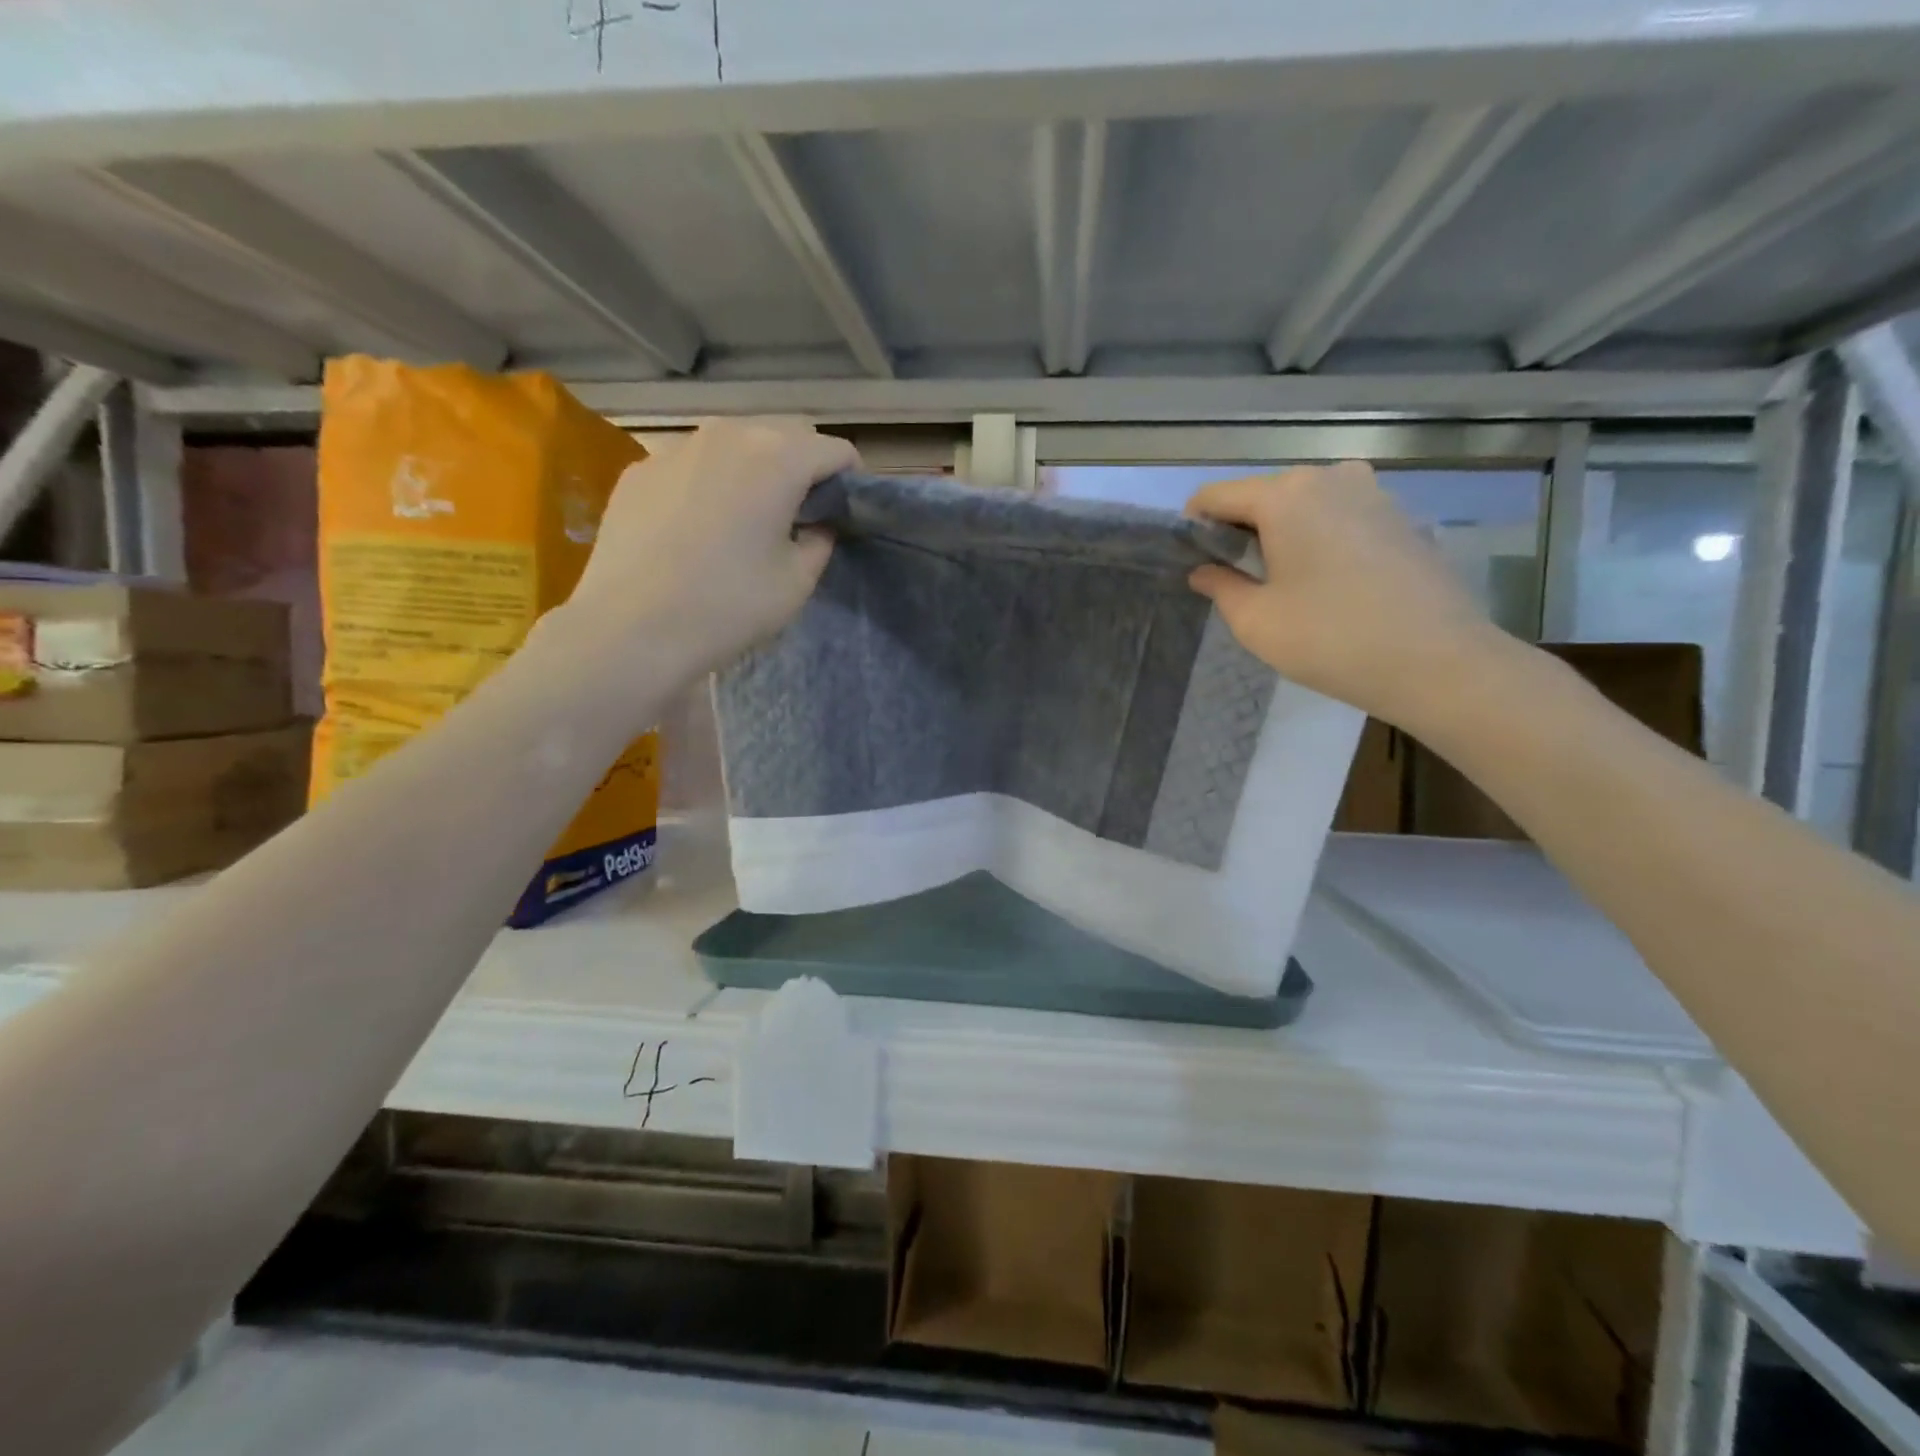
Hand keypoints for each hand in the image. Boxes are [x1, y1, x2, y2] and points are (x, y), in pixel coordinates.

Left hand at [564, 418, 856, 680]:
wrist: (631, 628)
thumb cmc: (728, 605)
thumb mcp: (797, 582)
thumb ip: (819, 541)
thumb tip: (816, 524)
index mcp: (778, 458)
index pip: (835, 450)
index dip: (850, 478)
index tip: (847, 510)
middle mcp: (728, 434)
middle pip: (785, 433)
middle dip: (804, 464)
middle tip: (803, 511)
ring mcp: (677, 447)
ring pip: (735, 441)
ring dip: (755, 467)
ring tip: (749, 514)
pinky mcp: (640, 470)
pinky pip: (692, 463)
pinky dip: (710, 481)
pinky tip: (698, 526)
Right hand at [1186, 463, 1508, 725]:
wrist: (1438, 661)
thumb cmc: (1331, 639)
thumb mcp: (1256, 621)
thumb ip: (1220, 587)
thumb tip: (1204, 571)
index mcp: (1285, 495)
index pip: (1214, 495)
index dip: (1194, 526)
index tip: (1193, 561)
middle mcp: (1327, 477)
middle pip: (1261, 495)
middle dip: (1239, 530)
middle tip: (1235, 579)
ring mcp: (1371, 491)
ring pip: (1302, 504)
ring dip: (1280, 533)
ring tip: (1282, 581)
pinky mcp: (1399, 514)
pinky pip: (1338, 515)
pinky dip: (1319, 537)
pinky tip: (1326, 581)